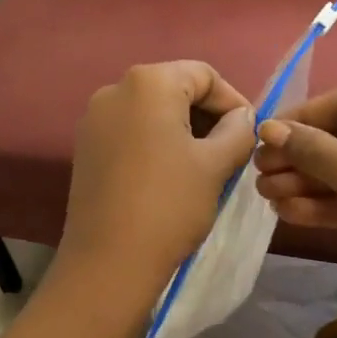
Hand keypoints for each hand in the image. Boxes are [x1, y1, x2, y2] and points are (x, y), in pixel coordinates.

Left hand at [47, 62, 255, 335]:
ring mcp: (95, 118)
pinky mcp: (85, 146)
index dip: (233, 101)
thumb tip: (243, 118)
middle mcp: (115, 88)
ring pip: (152, 110)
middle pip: (175, 88)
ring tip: (206, 165)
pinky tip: (172, 174)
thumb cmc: (169, 205)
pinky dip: (156, 142)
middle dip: (207, 115)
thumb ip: (237, 131)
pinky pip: (131, 130)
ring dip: (183, 129)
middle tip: (232, 151)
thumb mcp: (216, 165)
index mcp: (148, 82)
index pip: (204, 75)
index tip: (250, 134)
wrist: (108, 262)